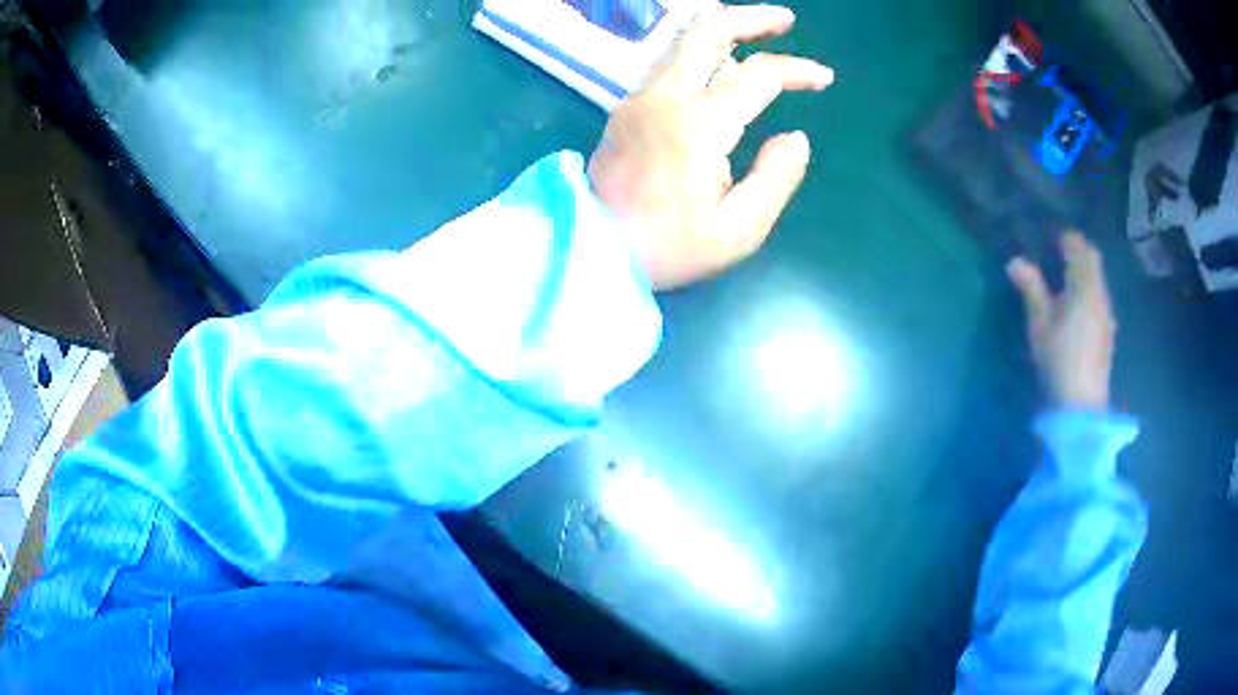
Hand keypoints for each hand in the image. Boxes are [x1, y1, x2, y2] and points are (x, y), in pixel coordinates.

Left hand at [588, 4, 833, 289]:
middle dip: (751, 18)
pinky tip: (721, 63)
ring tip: (757, 33)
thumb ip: (775, 179)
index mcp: (698, 125)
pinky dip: (701, 52)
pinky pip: (668, 63)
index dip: (797, 69)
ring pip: (683, 42)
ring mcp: (639, 98)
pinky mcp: (626, 108)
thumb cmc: (668, 248)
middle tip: (786, 20)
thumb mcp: (737, 231)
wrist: (592, 250)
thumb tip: (796, 138)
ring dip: (724, 30)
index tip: (824, 78)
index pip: (758, 75)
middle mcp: (664, 97)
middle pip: (708, 32)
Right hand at [1008, 233, 1116, 409]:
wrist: (1081, 406)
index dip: (1066, 239)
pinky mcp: (1107, 331)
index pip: (1079, 247)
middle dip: (1078, 252)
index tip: (1051, 240)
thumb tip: (1015, 261)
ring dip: (1084, 272)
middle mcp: (1100, 293)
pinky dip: (1089, 291)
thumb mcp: (1039, 324)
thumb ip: (1031, 289)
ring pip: (1098, 279)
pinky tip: (1077, 307)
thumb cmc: (1058, 360)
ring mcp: (1106, 313)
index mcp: (1084, 285)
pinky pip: (1099, 297)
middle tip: (1059, 255)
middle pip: (1092, 260)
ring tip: (1066, 281)